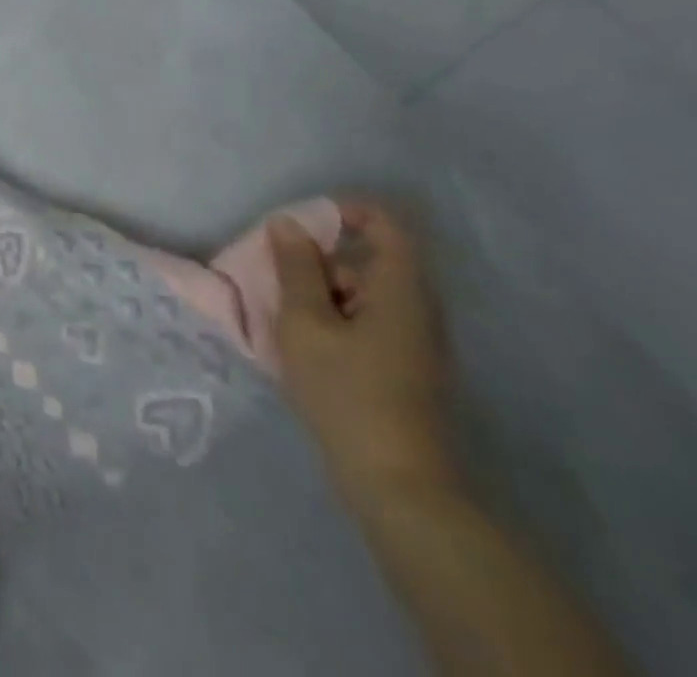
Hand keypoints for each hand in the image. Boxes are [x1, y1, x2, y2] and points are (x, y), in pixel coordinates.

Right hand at [269, 204, 457, 498]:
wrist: (397, 486)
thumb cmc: (347, 392)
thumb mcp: (305, 323)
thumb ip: (295, 268)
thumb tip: (288, 224)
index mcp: (400, 290)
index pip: (385, 223)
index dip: (345, 210)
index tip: (301, 223)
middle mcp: (417, 309)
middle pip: (370, 258)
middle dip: (321, 259)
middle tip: (279, 278)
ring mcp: (416, 342)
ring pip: (365, 293)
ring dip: (323, 292)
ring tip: (285, 316)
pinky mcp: (407, 369)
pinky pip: (369, 321)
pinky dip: (335, 318)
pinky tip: (306, 345)